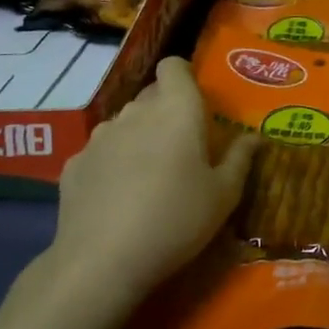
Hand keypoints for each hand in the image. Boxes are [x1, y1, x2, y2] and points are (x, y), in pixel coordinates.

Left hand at [42, 57, 255, 308]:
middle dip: (165, 111)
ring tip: (147, 174)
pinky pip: (99, 152)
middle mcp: (136, 112)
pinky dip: (111, 164)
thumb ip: (240, 160)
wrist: (101, 263)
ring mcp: (100, 136)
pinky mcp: (74, 164)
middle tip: (181, 146)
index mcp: (177, 109)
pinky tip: (116, 197)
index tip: (196, 102)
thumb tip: (254, 138)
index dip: (184, 76)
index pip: (173, 65)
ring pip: (124, 123)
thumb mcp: (223, 196)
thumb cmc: (176, 220)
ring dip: (137, 136)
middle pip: (151, 95)